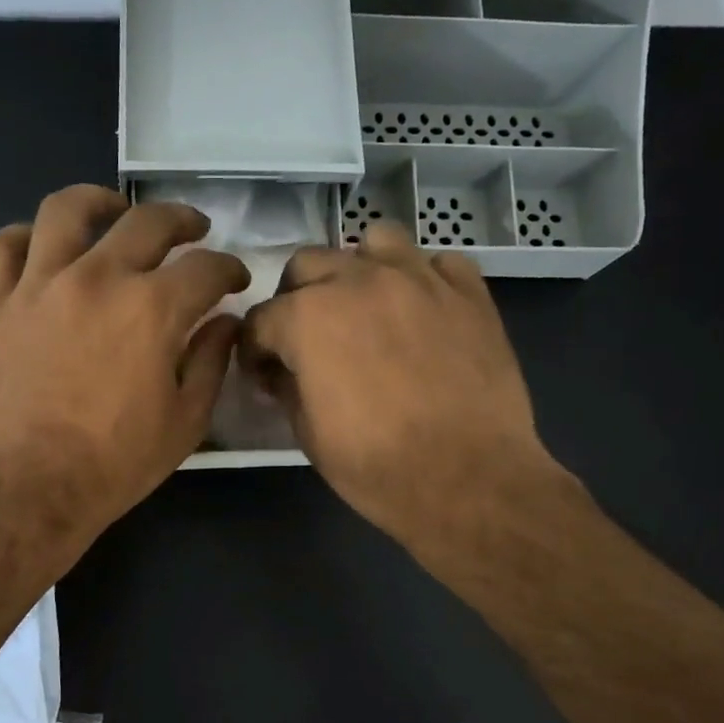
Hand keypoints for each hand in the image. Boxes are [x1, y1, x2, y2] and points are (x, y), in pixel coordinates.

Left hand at [0, 184, 248, 553]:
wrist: (30, 488)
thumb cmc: (116, 463)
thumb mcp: (185, 422)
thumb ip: (210, 362)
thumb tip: (223, 323)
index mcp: (152, 309)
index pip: (205, 268)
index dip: (229, 269)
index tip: (234, 280)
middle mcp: (98, 278)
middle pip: (146, 221)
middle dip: (182, 221)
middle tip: (193, 232)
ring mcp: (39, 286)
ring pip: (66, 210)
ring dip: (99, 201)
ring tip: (113, 209)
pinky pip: (2, 248)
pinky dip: (24, 238)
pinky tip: (41, 246)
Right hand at [240, 221, 568, 565]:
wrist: (468, 479)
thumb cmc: (376, 465)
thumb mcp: (308, 433)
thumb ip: (287, 387)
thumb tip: (281, 371)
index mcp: (309, 317)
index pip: (261, 319)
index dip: (255, 349)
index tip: (263, 373)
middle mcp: (359, 281)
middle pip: (309, 264)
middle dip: (296, 298)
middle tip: (307, 338)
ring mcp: (419, 279)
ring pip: (375, 242)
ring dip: (358, 270)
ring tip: (365, 307)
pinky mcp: (468, 292)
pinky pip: (436, 263)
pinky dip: (421, 280)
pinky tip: (421, 313)